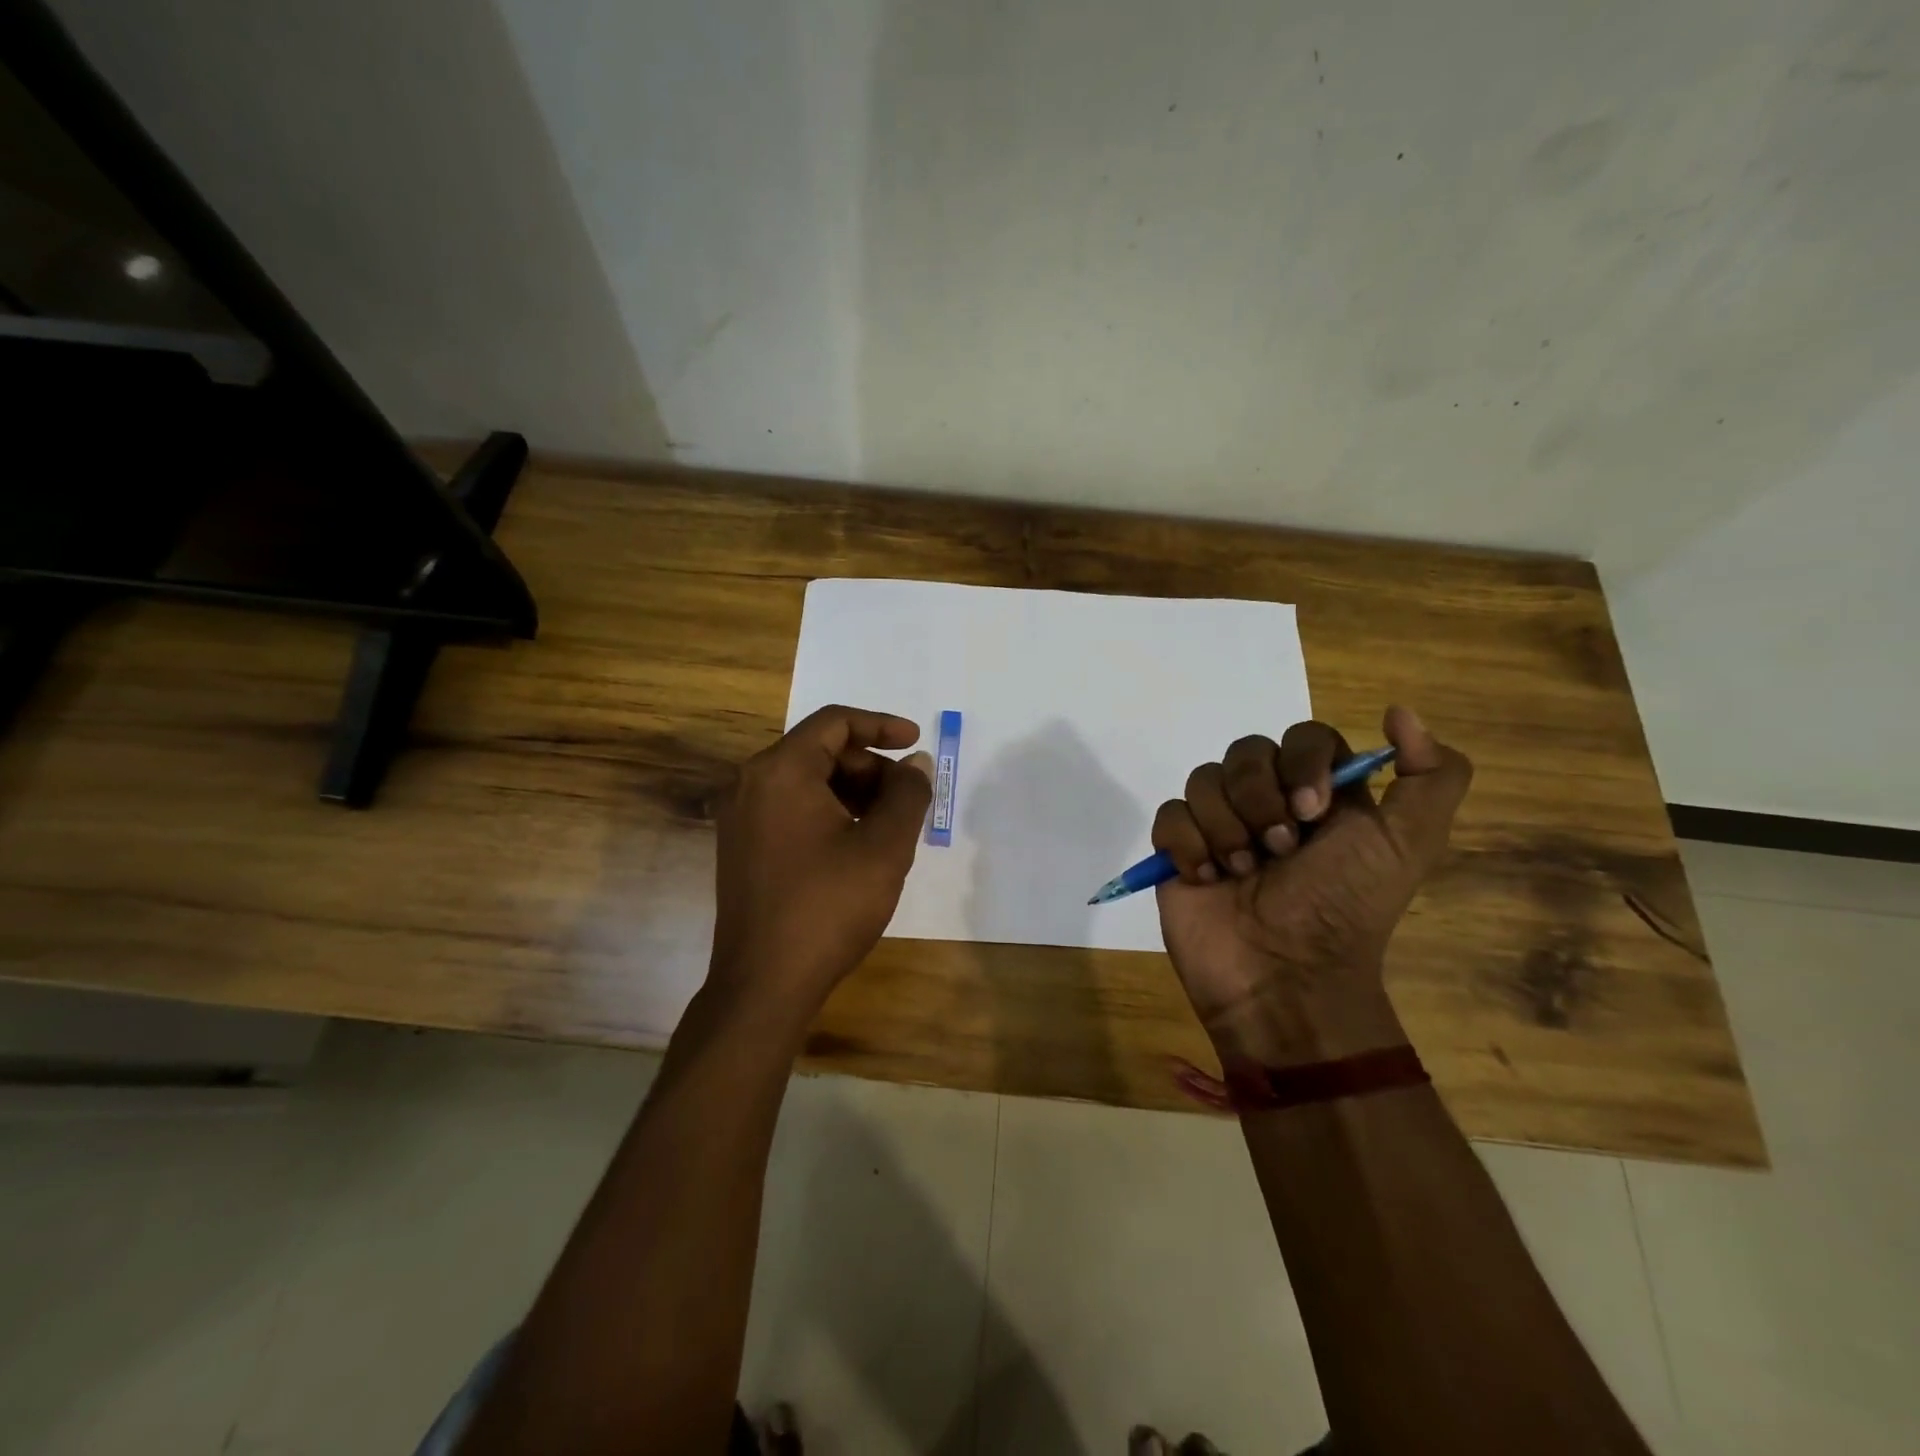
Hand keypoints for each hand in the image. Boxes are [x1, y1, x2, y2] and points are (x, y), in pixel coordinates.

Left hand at [708, 705, 931, 1017]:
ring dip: (852, 792)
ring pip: (806, 782)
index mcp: (780, 771)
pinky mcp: (741, 848)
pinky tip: (857, 845)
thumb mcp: (884, 847)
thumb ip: (907, 795)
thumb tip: (915, 764)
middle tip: (908, 799)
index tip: (915, 741)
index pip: (834, 722)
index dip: (881, 725)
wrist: (764, 984)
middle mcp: (751, 784)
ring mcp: (740, 818)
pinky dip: (828, 813)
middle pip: (820, 752)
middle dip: (870, 767)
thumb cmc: (828, 907)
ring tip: (890, 825)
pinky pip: (790, 809)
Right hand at [1152, 706, 1471, 1063]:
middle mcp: (1268, 802)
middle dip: (1259, 799)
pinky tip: (1206, 877)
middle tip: (1278, 850)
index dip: (1302, 763)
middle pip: (1246, 752)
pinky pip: (1170, 814)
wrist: (1283, 977)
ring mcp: (1219, 825)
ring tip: (1241, 873)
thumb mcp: (1410, 844)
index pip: (1303, 737)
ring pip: (1203, 780)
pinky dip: (1187, 844)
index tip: (1312, 810)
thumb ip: (1431, 777)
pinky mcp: (1179, 850)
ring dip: (1226, 828)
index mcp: (1320, 795)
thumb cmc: (1344, 909)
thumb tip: (1399, 711)